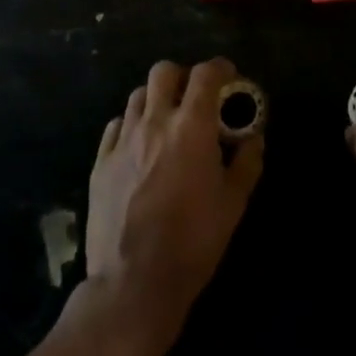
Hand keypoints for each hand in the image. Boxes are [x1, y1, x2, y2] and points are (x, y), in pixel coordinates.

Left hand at [85, 58, 263, 345]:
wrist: (132, 286)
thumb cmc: (192, 244)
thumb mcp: (233, 205)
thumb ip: (247, 163)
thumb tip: (254, 138)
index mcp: (191, 126)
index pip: (206, 74)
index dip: (220, 68)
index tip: (229, 77)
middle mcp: (155, 121)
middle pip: (164, 71)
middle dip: (182, 77)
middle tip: (193, 97)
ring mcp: (124, 140)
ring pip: (138, 95)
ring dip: (155, 99)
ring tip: (165, 121)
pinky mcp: (100, 162)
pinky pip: (115, 126)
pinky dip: (130, 126)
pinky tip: (137, 145)